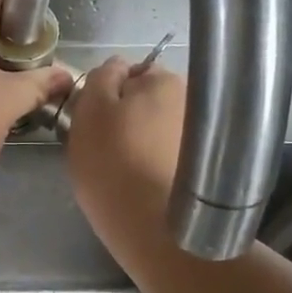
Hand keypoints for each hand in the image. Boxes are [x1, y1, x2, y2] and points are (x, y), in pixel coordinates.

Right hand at [65, 56, 186, 270]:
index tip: (93, 121)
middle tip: (104, 146)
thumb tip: (116, 67)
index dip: (107, 94)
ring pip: (158, 128)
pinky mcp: (202, 167)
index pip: (130, 72)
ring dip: (142, 140)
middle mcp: (190, 100)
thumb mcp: (90, 110)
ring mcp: (200, 135)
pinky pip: (169, 154)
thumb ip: (101, 78)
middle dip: (128, 116)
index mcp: (164, 79)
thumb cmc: (112, 162)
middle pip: (147, 101)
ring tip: (125, 170)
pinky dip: (156, 162)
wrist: (151, 225)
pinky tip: (143, 183)